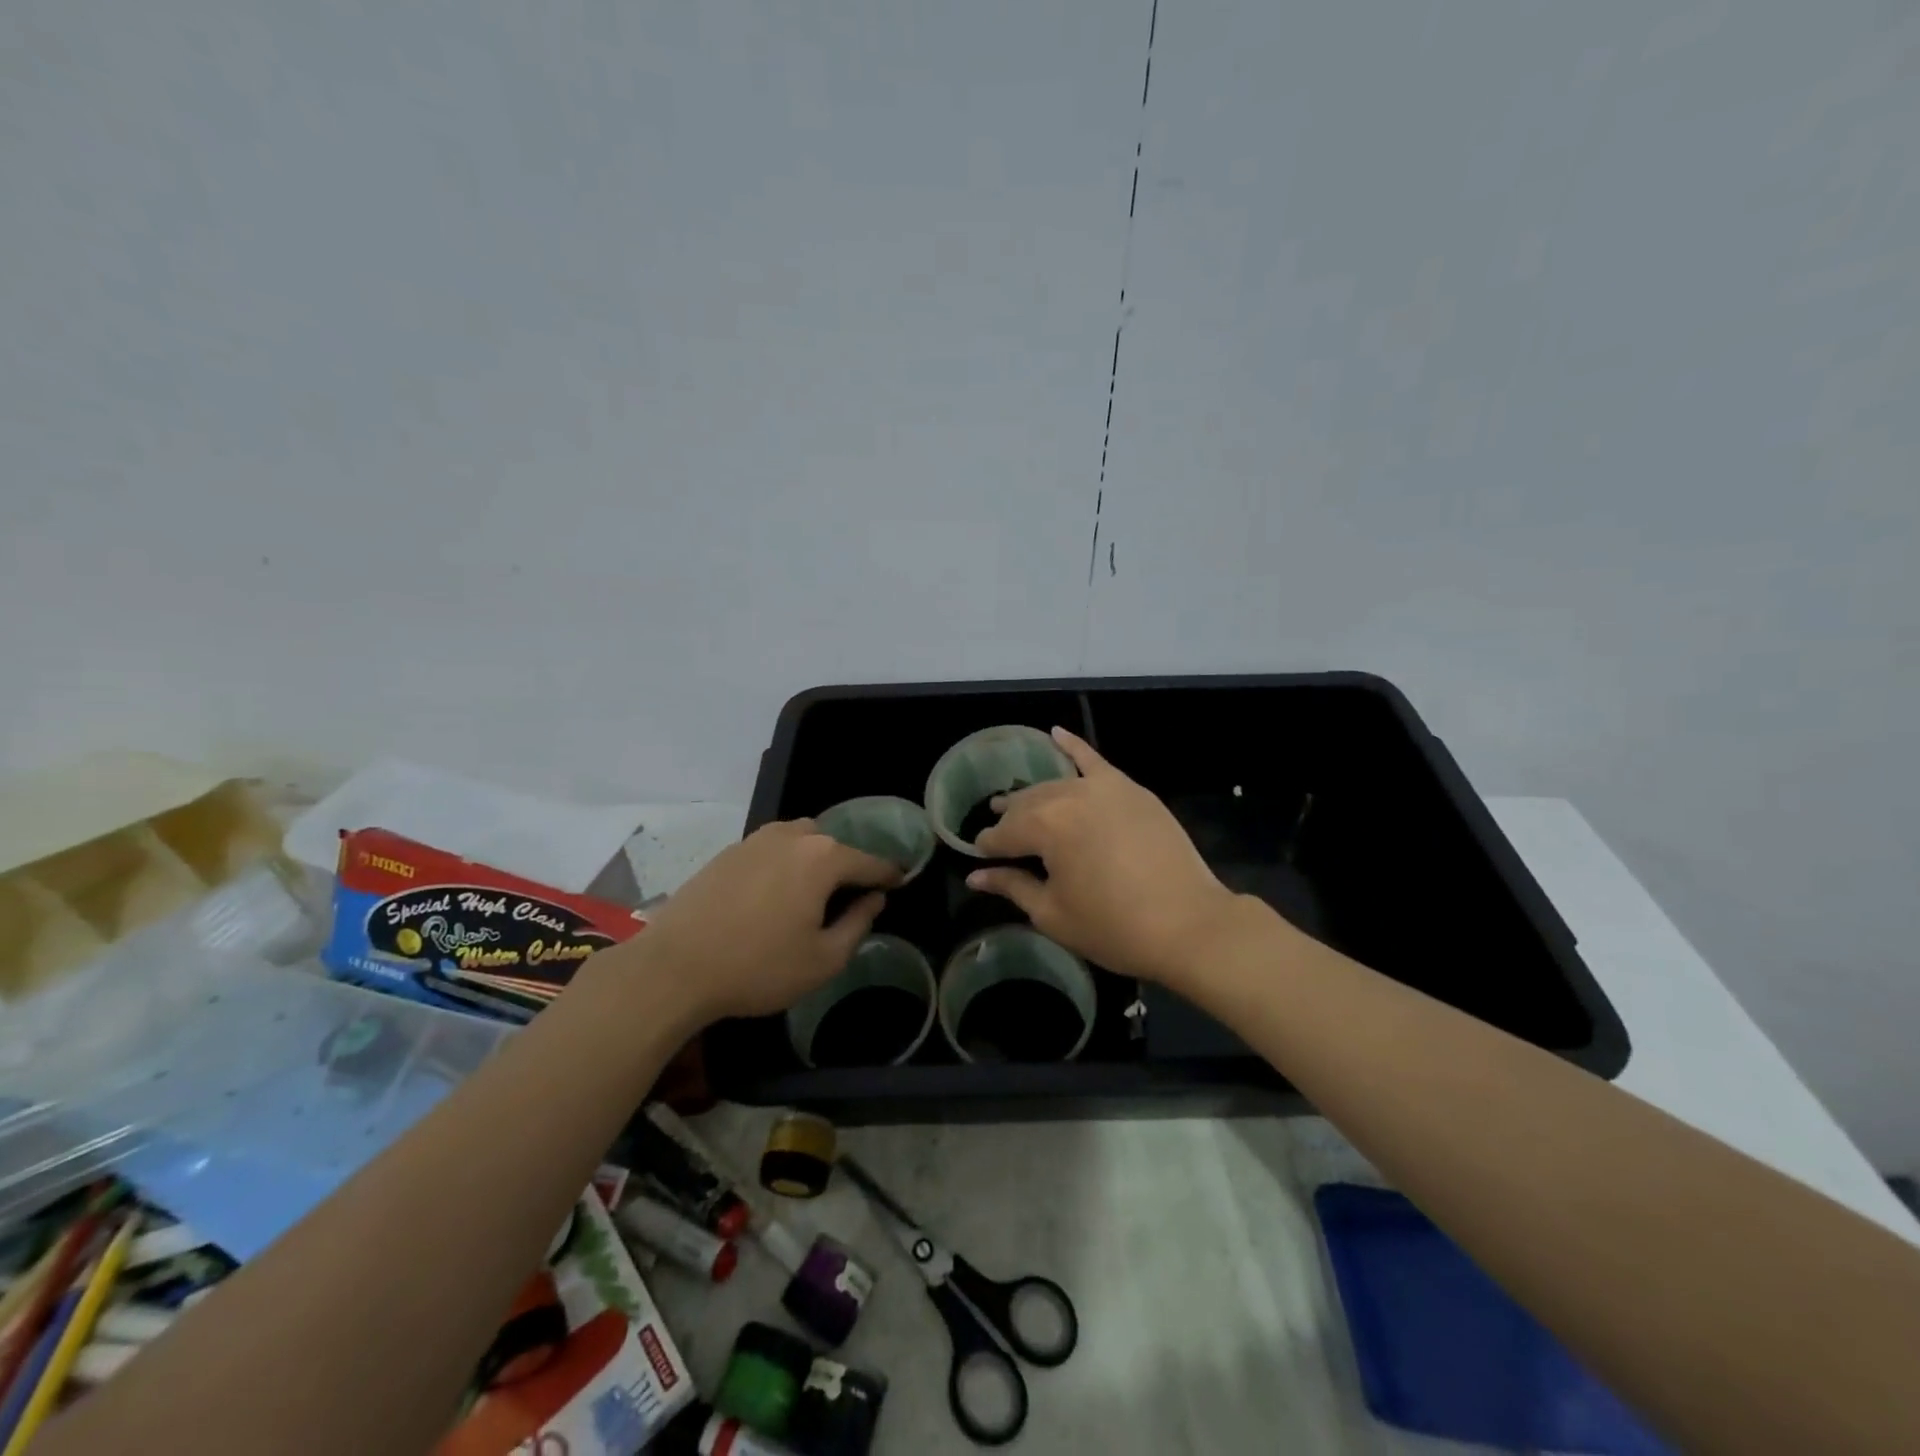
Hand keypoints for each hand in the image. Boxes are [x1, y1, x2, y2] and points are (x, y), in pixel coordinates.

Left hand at [631, 821, 900, 1020]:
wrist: (674, 967)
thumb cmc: (758, 967)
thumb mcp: (823, 960)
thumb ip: (858, 924)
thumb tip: (874, 899)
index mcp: (823, 858)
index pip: (870, 862)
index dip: (889, 874)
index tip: (901, 881)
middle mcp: (792, 837)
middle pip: (833, 844)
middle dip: (847, 865)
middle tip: (848, 897)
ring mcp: (756, 840)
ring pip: (799, 840)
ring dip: (813, 860)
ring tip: (810, 894)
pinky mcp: (728, 852)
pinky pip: (770, 849)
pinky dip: (782, 864)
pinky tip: (772, 895)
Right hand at [969, 727, 1237, 985]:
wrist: (1188, 924)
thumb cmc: (1113, 927)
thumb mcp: (1053, 914)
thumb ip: (1012, 886)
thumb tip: (975, 876)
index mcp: (1045, 826)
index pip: (1003, 833)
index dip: (989, 847)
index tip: (982, 859)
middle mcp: (1069, 796)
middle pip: (1028, 804)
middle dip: (1010, 819)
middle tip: (1000, 834)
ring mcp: (1104, 788)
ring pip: (1056, 786)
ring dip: (1035, 796)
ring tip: (1017, 803)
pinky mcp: (1131, 790)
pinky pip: (1095, 761)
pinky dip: (1074, 746)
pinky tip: (1056, 733)